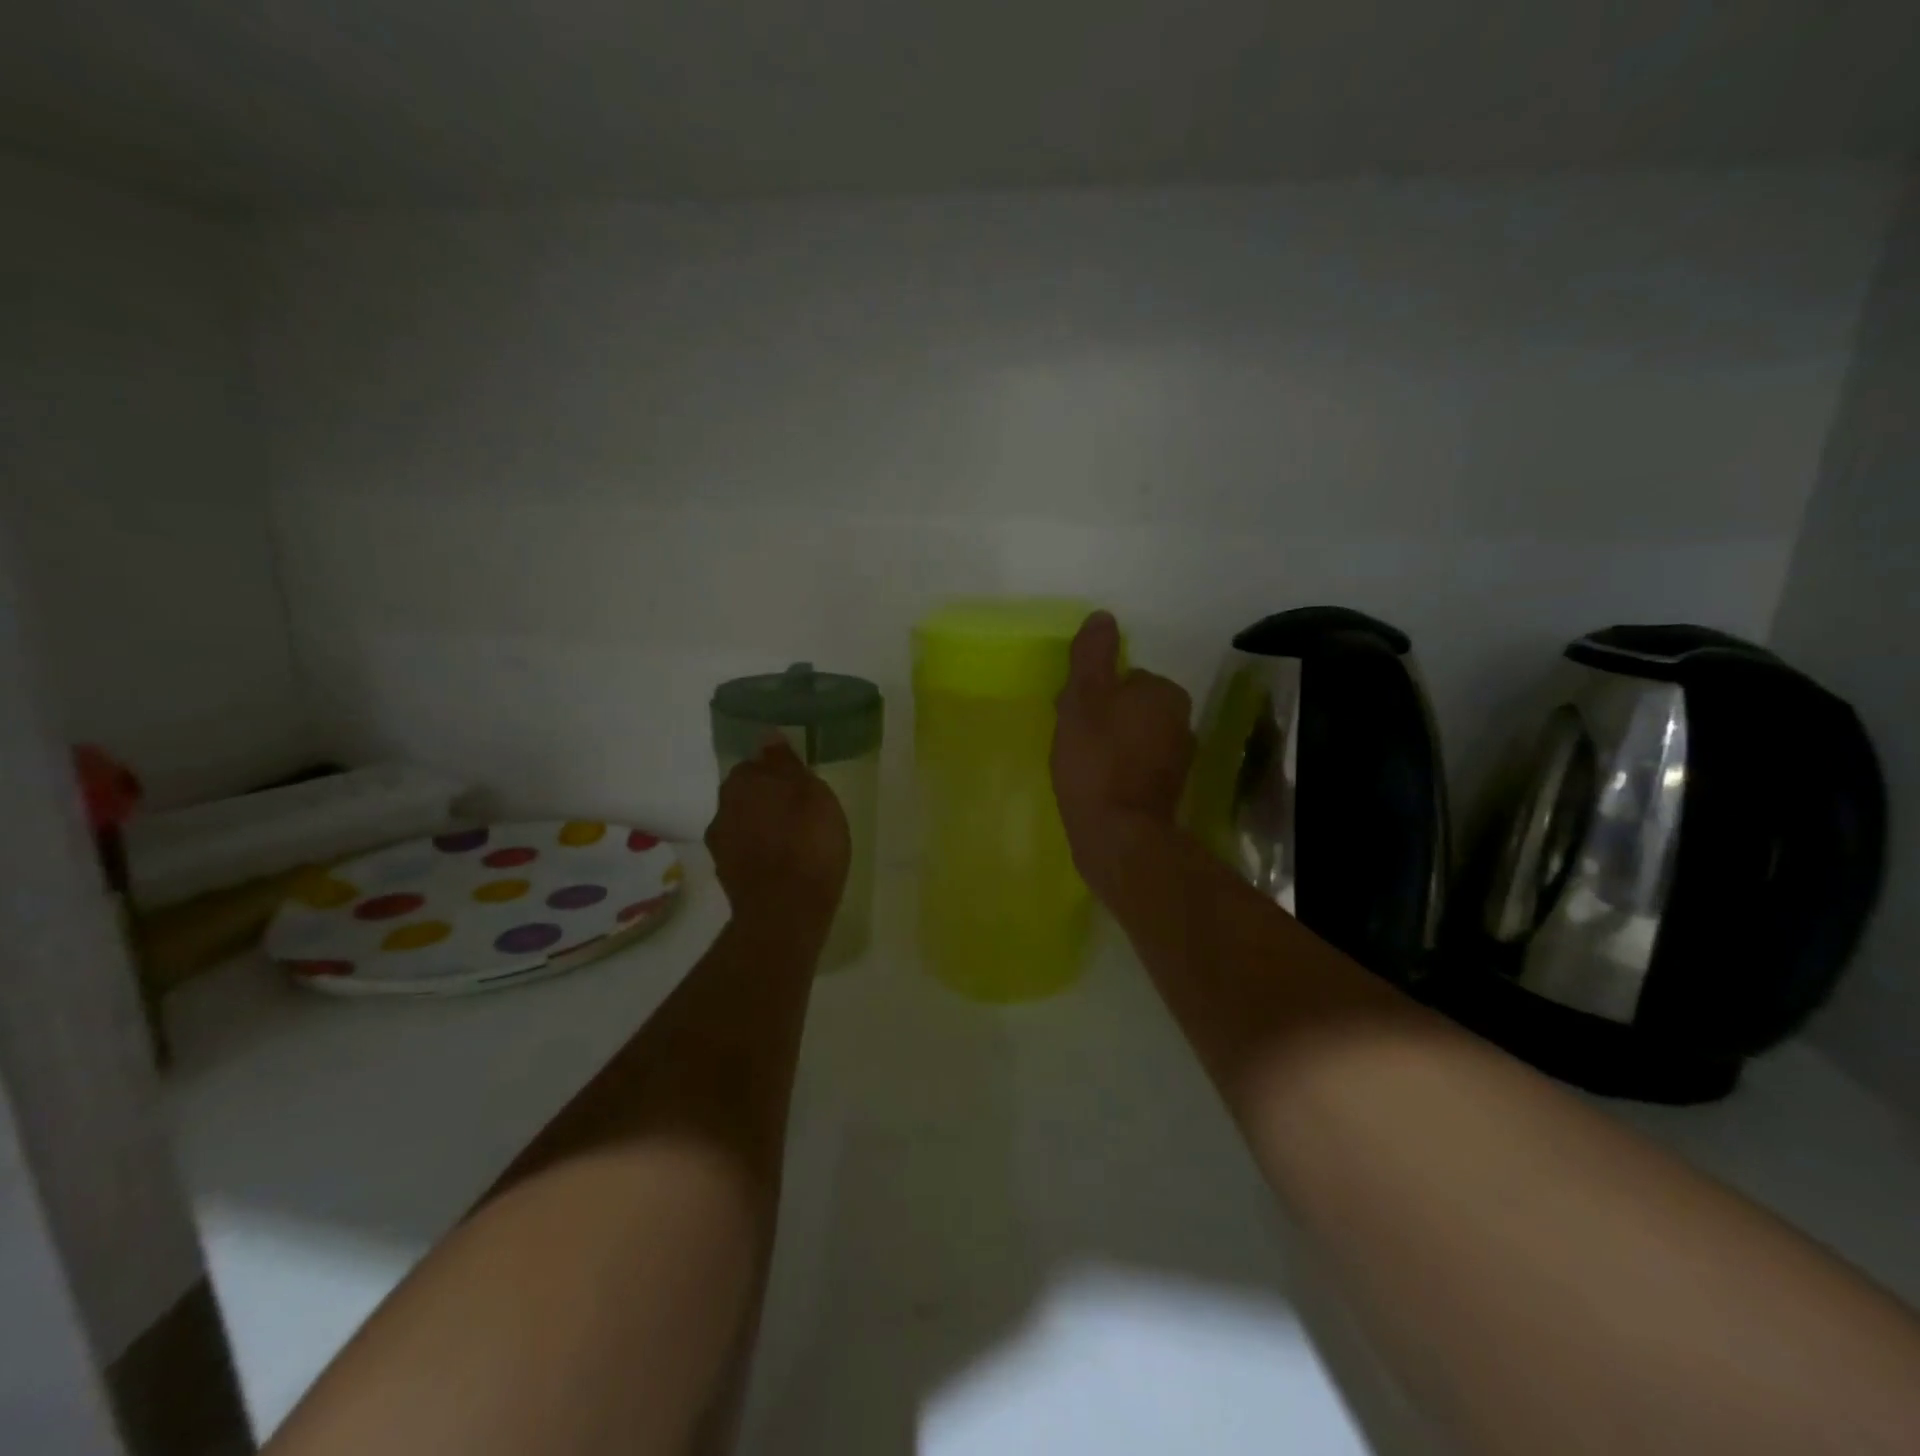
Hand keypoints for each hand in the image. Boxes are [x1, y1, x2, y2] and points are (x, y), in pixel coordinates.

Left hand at [706, 738, 850, 937]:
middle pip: (747, 793)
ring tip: (793, 838)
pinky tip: (782, 862)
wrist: (785, 911)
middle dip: (768, 797)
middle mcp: (723, 807)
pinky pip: (746, 850)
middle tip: (800, 810)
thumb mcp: (812, 794)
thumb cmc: (808, 843)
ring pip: (744, 822)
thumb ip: (786, 763)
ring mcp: (721, 844)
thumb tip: (767, 735)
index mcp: (743, 782)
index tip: (800, 784)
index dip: (779, 773)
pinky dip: (761, 851)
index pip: (757, 763)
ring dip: (763, 825)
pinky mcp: (727, 874)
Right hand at [1051, 612, 1194, 896]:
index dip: (1092, 694)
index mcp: (1164, 692)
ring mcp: (1179, 760)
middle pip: (1130, 707)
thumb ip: (1092, 655)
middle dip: (1103, 719)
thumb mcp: (1084, 697)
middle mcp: (1182, 721)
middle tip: (1073, 741)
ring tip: (1080, 767)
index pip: (1124, 678)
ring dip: (1110, 746)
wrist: (1117, 833)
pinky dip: (1119, 772)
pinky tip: (1097, 786)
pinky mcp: (1168, 792)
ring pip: (1134, 738)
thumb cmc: (1096, 759)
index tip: (1071, 714)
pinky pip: (1137, 768)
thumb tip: (1103, 617)